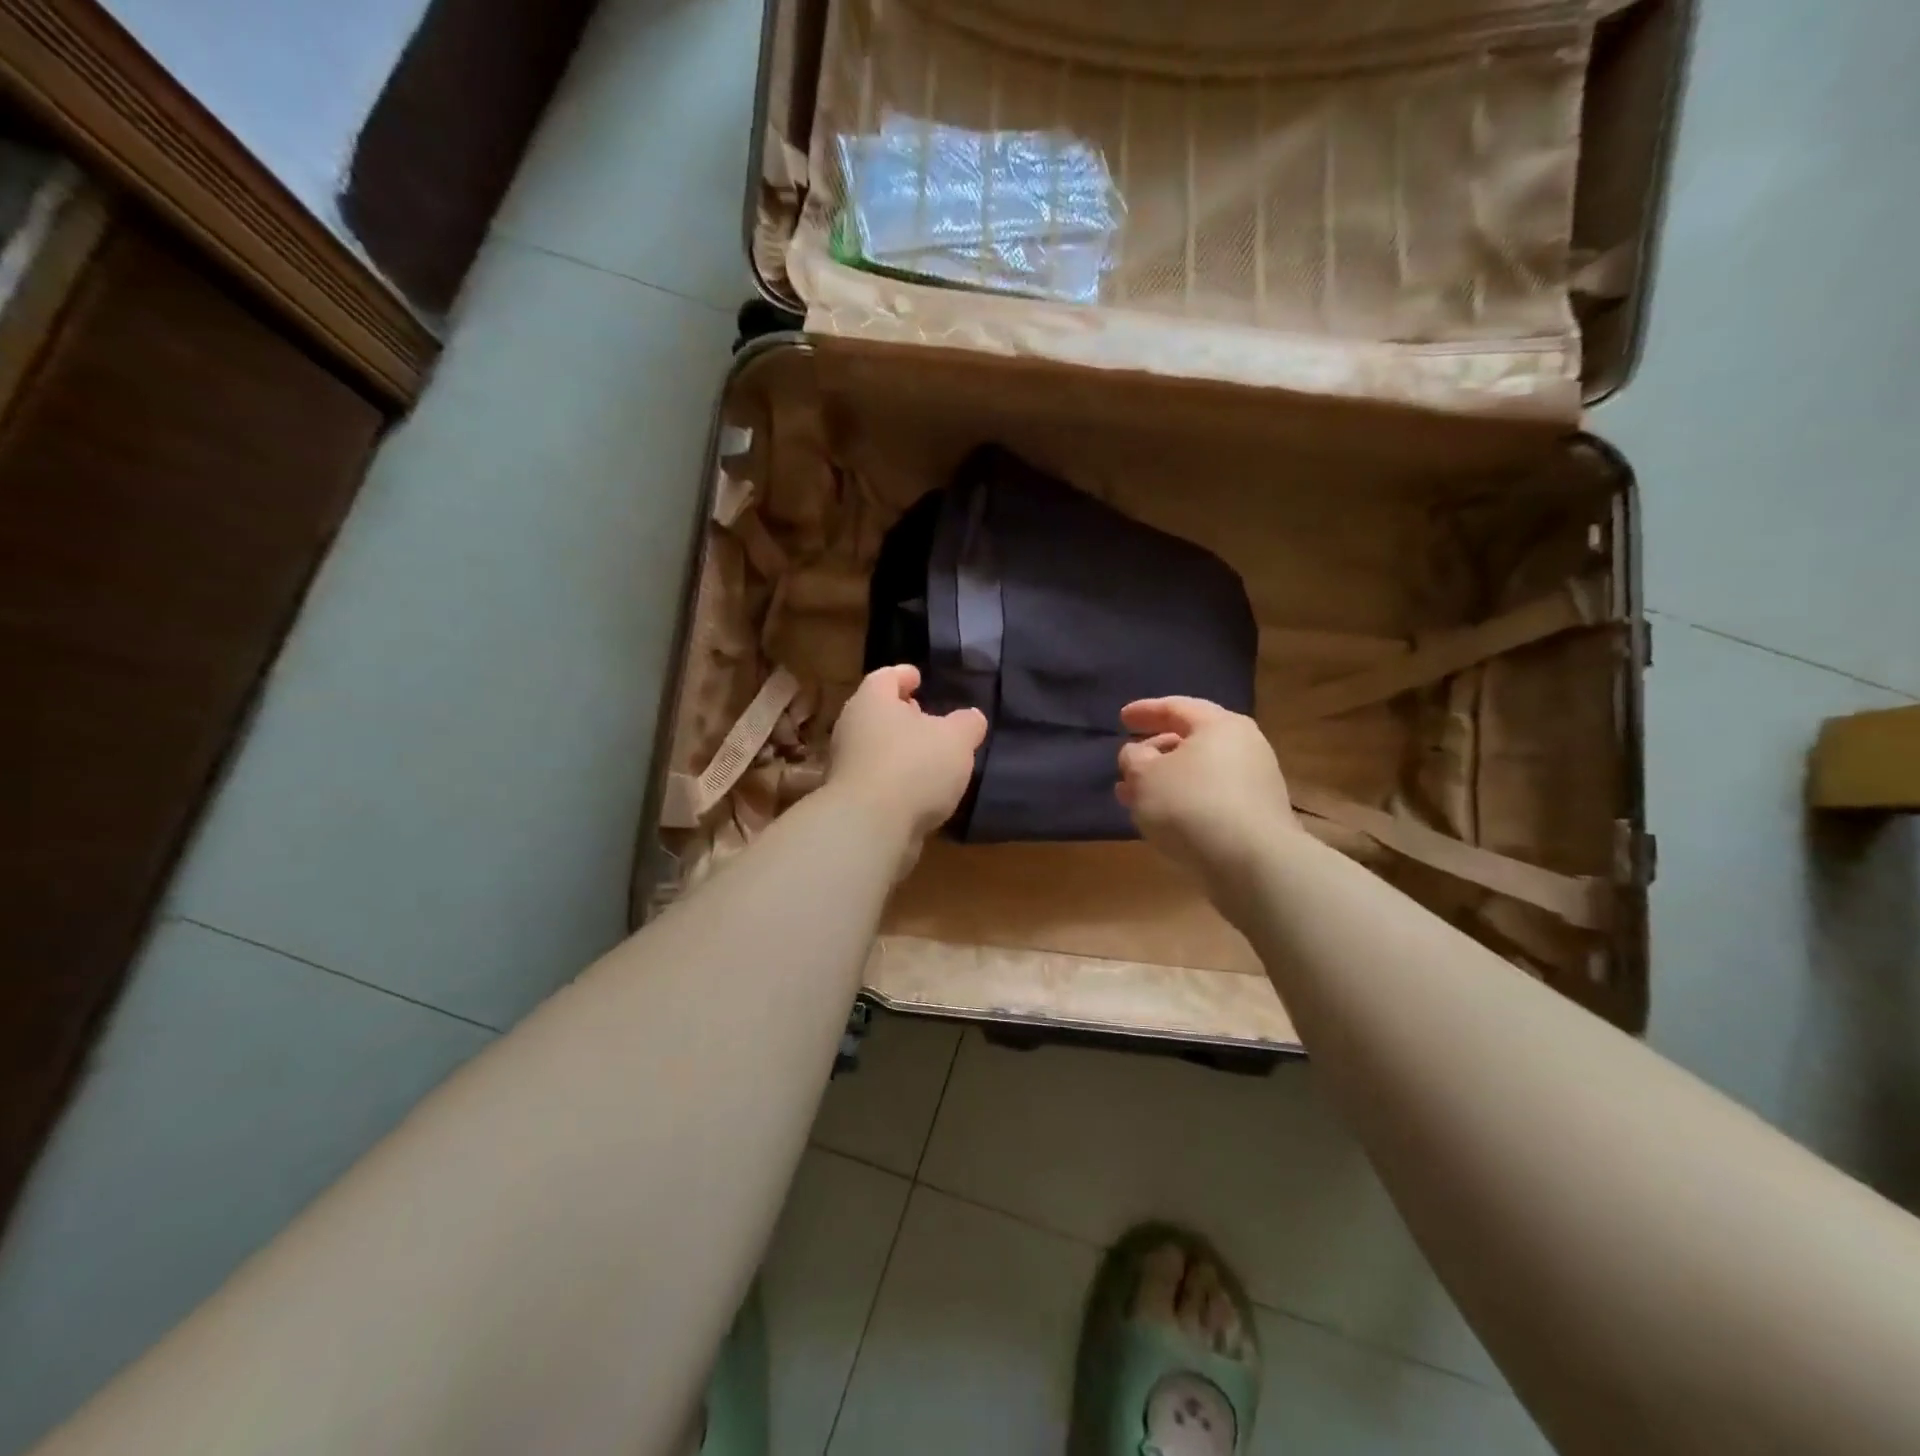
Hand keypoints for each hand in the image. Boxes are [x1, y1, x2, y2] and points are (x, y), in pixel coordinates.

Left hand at [829, 665, 986, 847]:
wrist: (870, 827)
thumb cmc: (914, 766)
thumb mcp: (956, 739)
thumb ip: (967, 724)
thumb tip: (971, 718)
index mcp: (872, 701)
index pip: (886, 676)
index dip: (904, 675)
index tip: (919, 677)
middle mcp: (852, 727)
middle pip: (877, 712)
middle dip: (901, 714)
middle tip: (925, 715)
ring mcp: (846, 765)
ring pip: (875, 747)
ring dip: (899, 749)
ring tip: (928, 756)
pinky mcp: (850, 799)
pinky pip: (876, 778)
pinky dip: (895, 778)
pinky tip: (917, 790)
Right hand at [1117, 697, 1296, 885]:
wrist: (1253, 864)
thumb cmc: (1191, 805)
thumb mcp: (1144, 776)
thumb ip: (1133, 757)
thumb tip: (1138, 754)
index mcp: (1220, 725)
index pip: (1177, 707)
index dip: (1145, 711)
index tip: (1122, 719)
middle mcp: (1245, 746)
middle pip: (1191, 740)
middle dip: (1154, 752)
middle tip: (1128, 763)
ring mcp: (1255, 783)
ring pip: (1199, 773)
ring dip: (1165, 782)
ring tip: (1134, 797)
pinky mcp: (1257, 816)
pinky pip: (1211, 798)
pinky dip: (1183, 801)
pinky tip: (1162, 819)